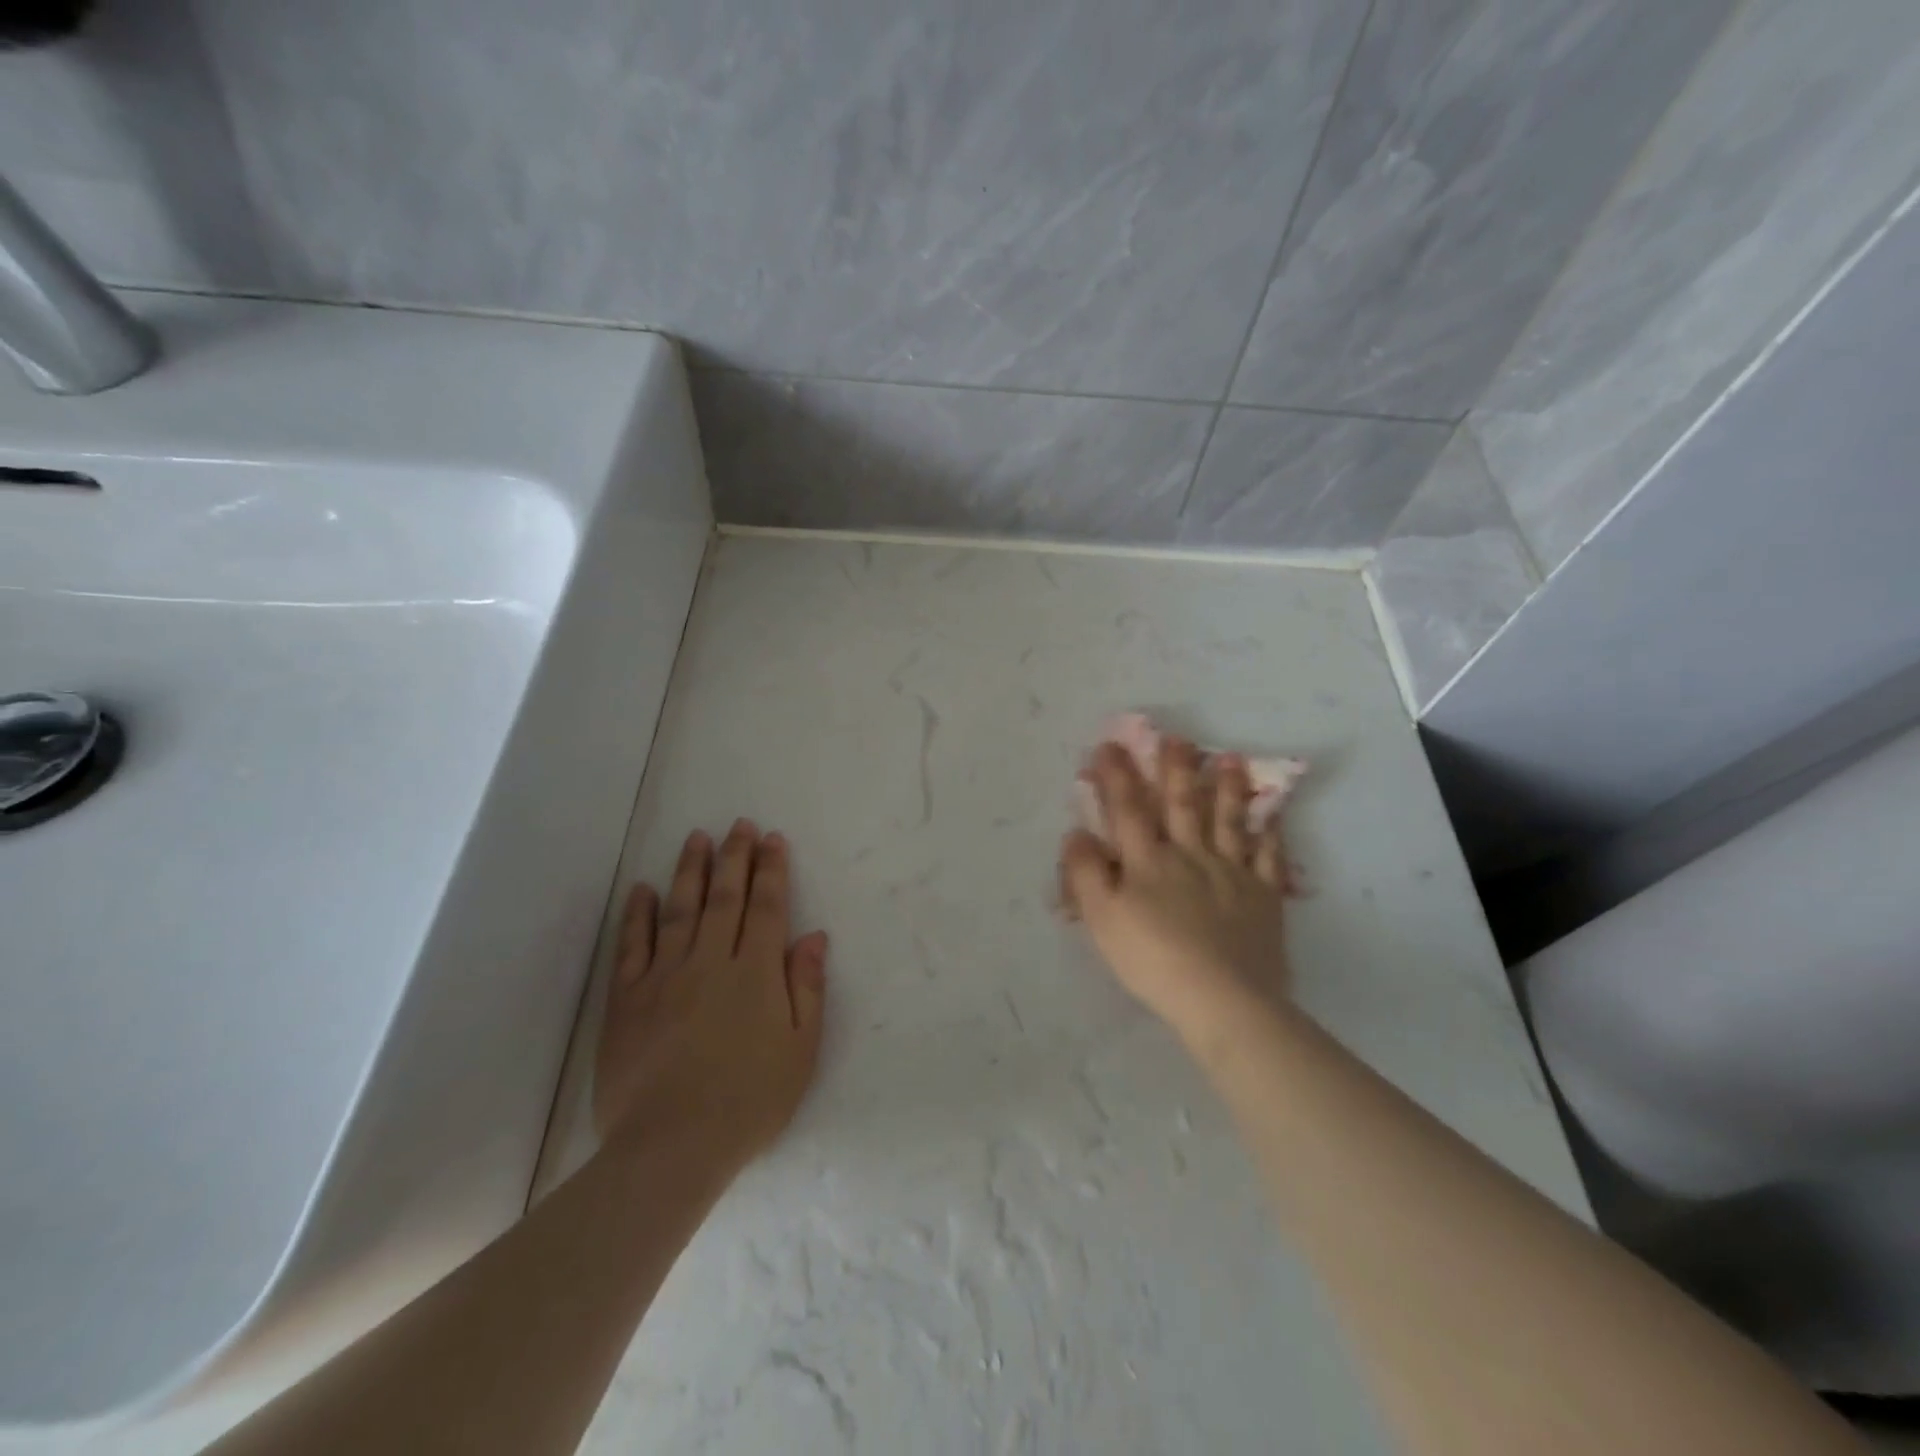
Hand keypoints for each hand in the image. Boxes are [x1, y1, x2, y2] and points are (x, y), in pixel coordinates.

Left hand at [594, 820, 828, 1171]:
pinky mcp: (627, 999)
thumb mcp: (800, 1050)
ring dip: (690, 870)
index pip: (767, 907)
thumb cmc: (749, 1101)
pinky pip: (631, 946)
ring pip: (679, 909)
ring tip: (696, 838)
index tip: (772, 839)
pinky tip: (643, 889)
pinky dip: (637, 914)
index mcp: (756, 973)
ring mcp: (664, 976)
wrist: (671, 1148)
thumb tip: (813, 936)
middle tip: (738, 825)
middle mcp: (711, 961)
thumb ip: (807, 988)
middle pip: (725, 898)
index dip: (771, 870)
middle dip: (734, 857)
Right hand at [1061, 738, 1292, 1047]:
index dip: (1117, 776)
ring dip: (1226, 789)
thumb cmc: (1153, 959)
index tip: (1110, 745)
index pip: (1128, 809)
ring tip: (1229, 759)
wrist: (1223, 998)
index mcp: (1148, 861)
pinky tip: (1272, 816)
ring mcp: (1232, 873)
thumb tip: (1077, 833)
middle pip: (1182, 804)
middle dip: (1175, 769)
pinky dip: (1269, 834)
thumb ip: (1086, 873)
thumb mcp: (1102, 920)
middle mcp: (1190, 855)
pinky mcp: (1263, 896)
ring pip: (1228, 821)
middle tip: (1177, 738)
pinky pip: (1268, 857)